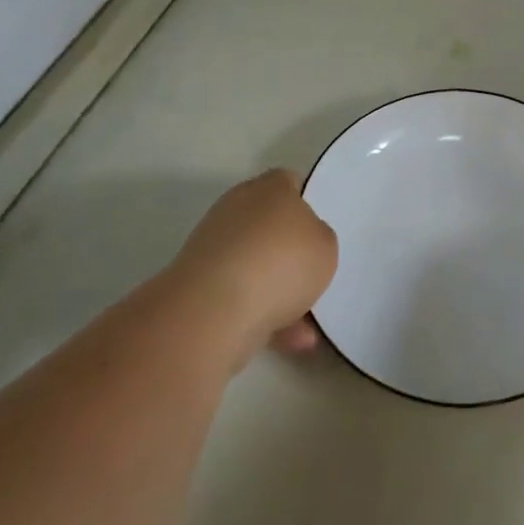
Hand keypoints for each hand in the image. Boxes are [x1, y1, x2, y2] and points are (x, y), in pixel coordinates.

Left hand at [165, 169, 338, 369]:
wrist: (215, 310)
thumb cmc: (281, 262)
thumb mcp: (326, 246)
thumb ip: (319, 239)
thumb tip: (303, 244)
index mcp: (269, 188)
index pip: (290, 183)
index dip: (307, 204)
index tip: (320, 230)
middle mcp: (237, 208)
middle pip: (270, 225)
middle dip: (290, 250)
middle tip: (313, 273)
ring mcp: (213, 248)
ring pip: (255, 265)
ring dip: (278, 291)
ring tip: (307, 322)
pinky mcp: (198, 286)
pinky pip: (241, 296)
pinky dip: (263, 315)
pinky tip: (290, 340)